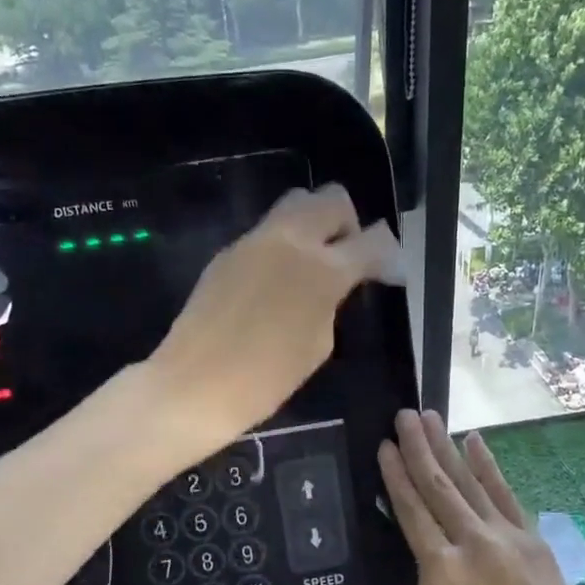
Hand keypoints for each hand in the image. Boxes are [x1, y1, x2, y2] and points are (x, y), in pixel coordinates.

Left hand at [147, 184, 400, 457]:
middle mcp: (290, 241)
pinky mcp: (227, 252)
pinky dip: (283, 245)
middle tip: (347, 259)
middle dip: (349, 224)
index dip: (389, 256)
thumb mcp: (318, 345)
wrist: (194, 385)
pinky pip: (267, 232)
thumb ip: (332, 302)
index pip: (372, 241)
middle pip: (332, 199)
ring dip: (314, 224)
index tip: (390, 274)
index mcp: (322, 270)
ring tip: (312, 265)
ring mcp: (253, 241)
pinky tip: (277, 281)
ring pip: (296, 204)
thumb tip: (337, 283)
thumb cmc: (265, 380)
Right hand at [379, 410, 584, 584]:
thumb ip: (425, 582)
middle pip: (438, 485)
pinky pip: (504, 494)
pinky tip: (475, 442)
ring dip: (447, 447)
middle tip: (404, 414)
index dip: (395, 476)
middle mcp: (473, 541)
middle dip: (418, 447)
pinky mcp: (532, 538)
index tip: (383, 446)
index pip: (412, 511)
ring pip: (469, 482)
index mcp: (441, 568)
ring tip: (430, 417)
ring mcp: (507, 535)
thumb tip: (429, 552)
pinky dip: (489, 466)